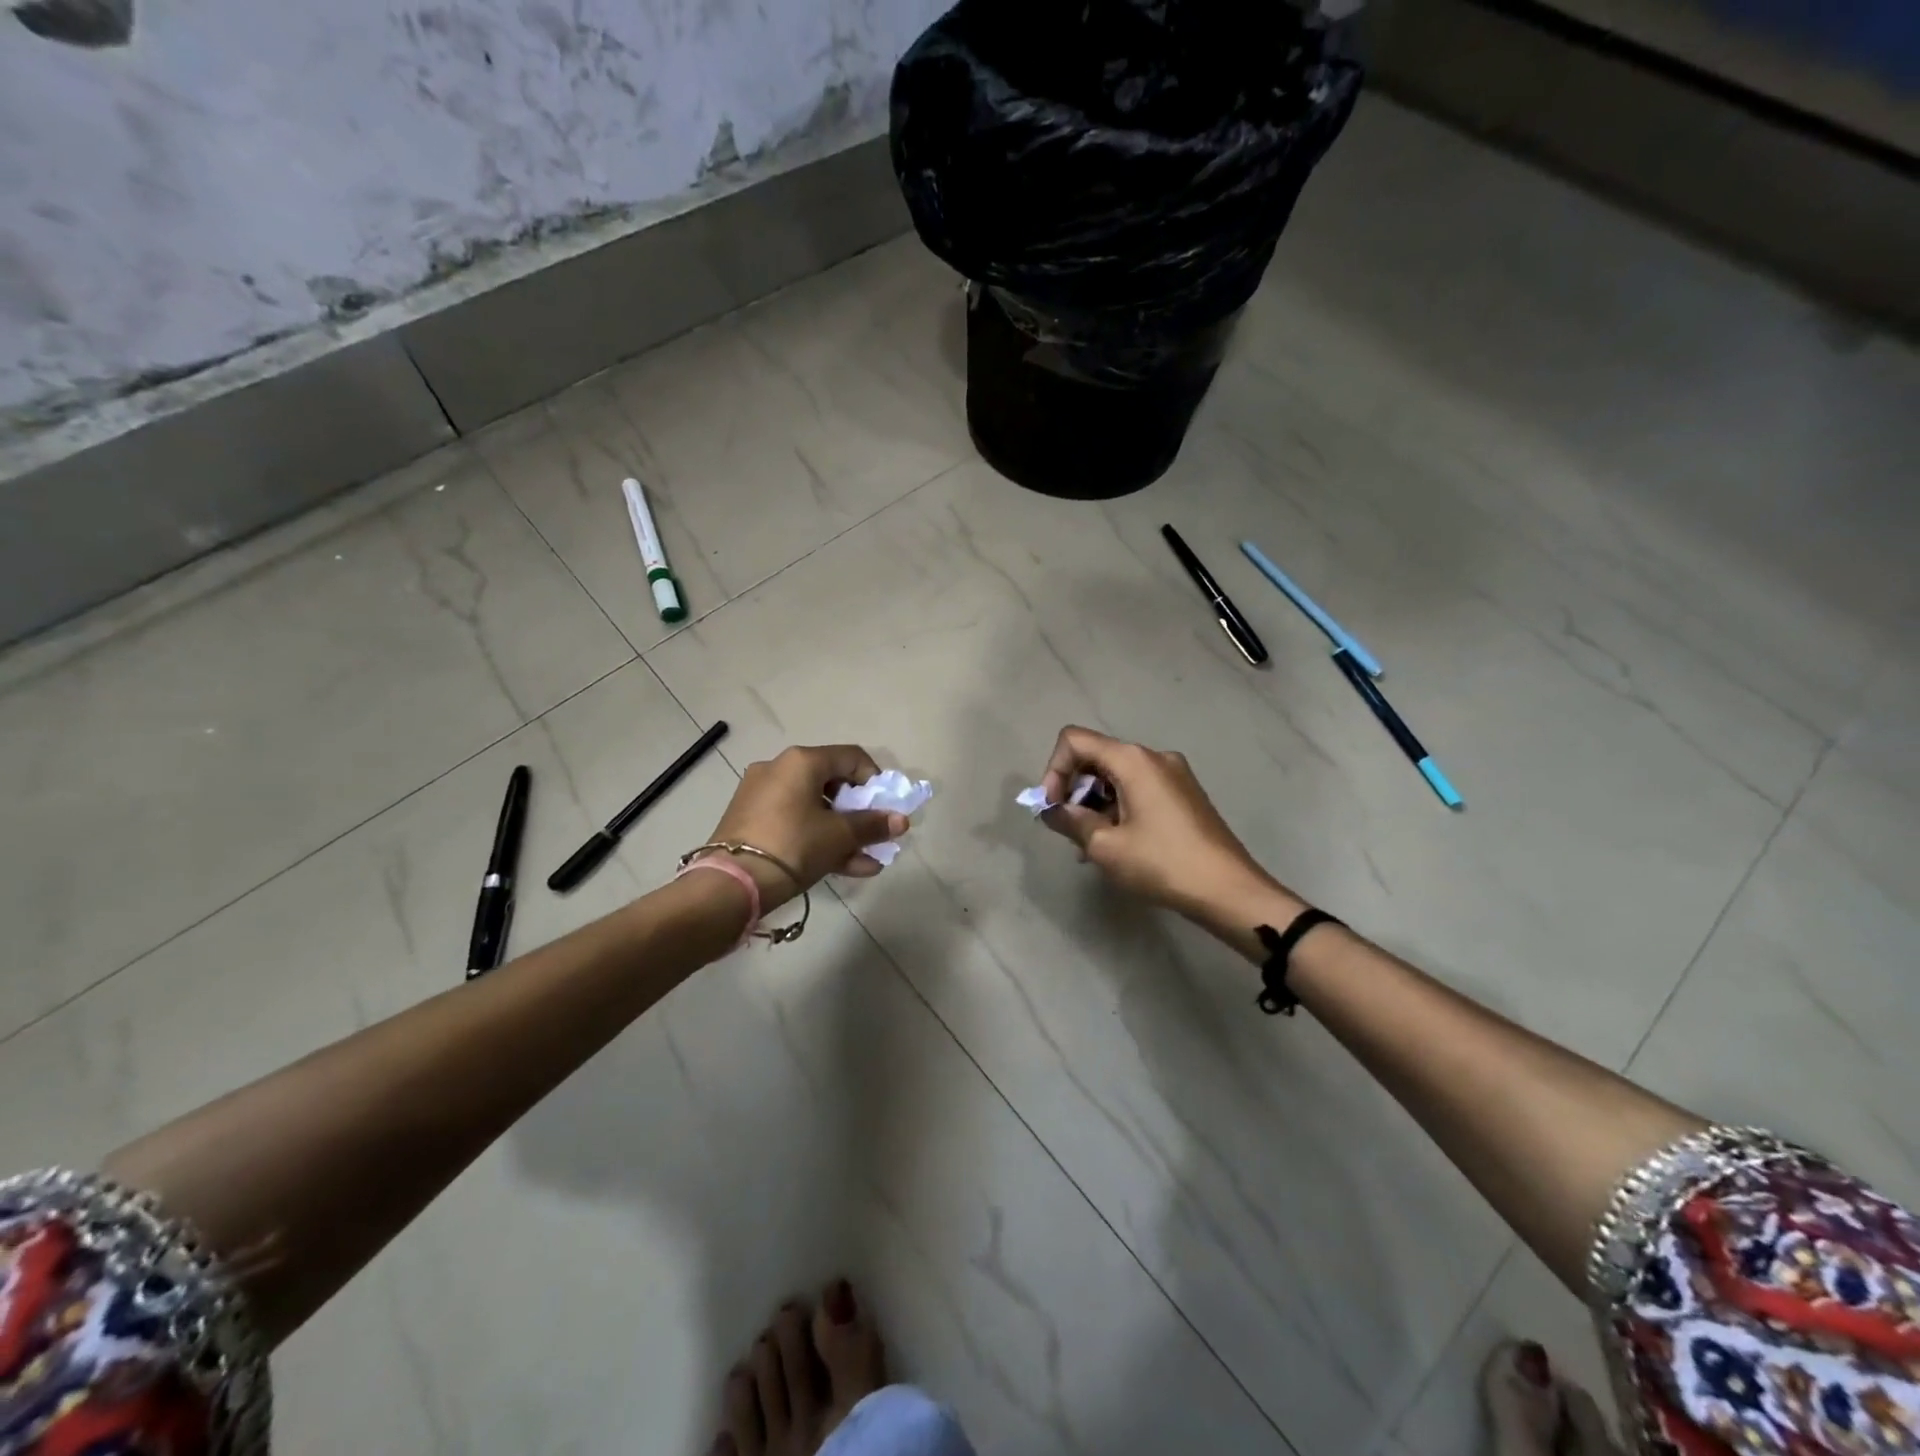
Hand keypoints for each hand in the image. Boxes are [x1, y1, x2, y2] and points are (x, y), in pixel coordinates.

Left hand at [706, 745, 908, 908]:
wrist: (731, 884)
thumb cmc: (793, 845)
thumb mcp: (839, 836)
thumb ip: (873, 825)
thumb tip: (901, 821)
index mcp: (801, 761)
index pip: (851, 757)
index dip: (875, 780)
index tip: (886, 807)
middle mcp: (779, 769)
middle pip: (832, 783)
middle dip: (860, 813)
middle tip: (876, 835)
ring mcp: (761, 795)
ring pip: (814, 808)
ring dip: (843, 832)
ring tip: (867, 860)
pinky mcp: (751, 821)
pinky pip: (795, 822)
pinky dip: (819, 838)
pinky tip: (846, 867)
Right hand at [1036, 726, 1299, 931]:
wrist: (1229, 891)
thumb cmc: (1162, 864)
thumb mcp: (1106, 846)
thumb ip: (1071, 821)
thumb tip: (1051, 810)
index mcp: (1133, 760)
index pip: (1075, 741)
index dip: (1054, 771)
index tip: (1052, 808)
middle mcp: (1154, 757)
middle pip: (1097, 757)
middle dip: (1074, 790)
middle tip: (1069, 831)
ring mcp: (1174, 775)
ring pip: (1117, 777)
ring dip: (1095, 805)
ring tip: (1090, 848)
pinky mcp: (1184, 795)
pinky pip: (1138, 790)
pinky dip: (1118, 809)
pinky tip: (1116, 846)